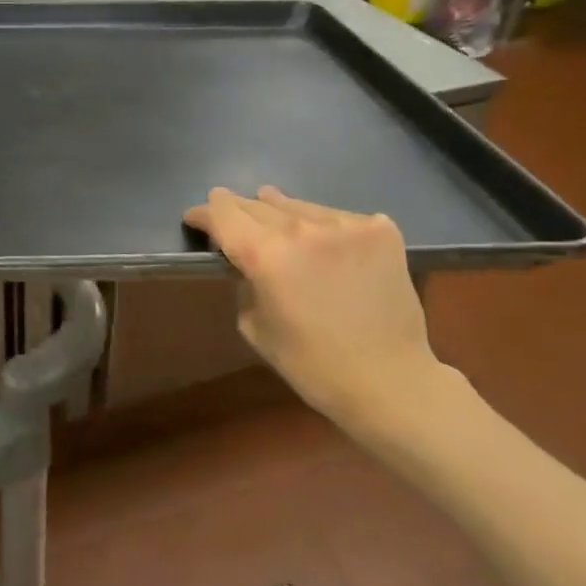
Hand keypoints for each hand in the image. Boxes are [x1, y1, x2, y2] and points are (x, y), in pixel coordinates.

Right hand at [185, 186, 471, 439]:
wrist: (389, 381)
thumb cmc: (312, 365)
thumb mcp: (255, 328)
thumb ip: (245, 284)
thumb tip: (248, 262)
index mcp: (266, 256)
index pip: (223, 215)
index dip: (204, 213)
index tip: (195, 216)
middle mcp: (303, 229)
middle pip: (258, 205)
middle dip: (239, 209)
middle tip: (227, 209)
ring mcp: (347, 225)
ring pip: (300, 206)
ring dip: (281, 212)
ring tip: (272, 209)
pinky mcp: (381, 230)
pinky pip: (340, 217)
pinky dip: (326, 226)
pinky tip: (327, 241)